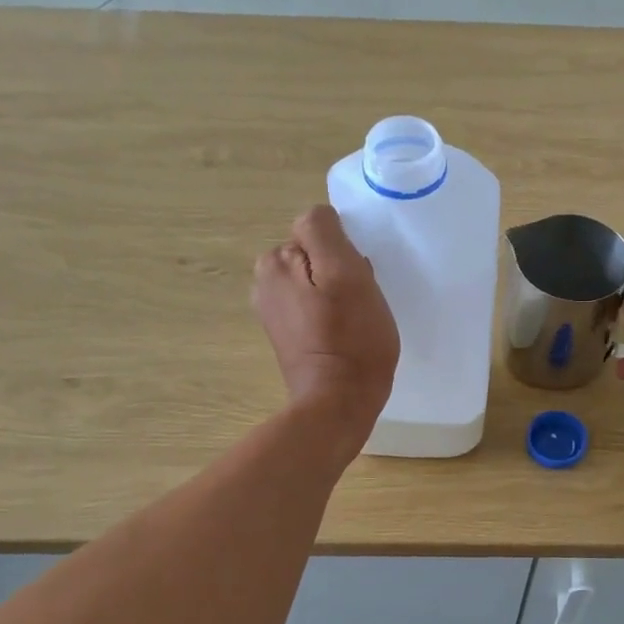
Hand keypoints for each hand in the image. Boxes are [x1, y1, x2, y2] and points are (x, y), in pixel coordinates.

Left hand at [253, 205, 398, 450]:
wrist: (339, 404)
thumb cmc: (351, 339)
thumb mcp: (345, 273)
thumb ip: (325, 232)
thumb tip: (319, 219)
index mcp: (274, 263)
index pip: (319, 231)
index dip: (345, 253)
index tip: (357, 282)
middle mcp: (264, 283)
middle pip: (316, 256)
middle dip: (340, 272)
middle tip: (359, 303)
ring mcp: (274, 312)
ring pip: (318, 281)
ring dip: (339, 294)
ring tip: (354, 321)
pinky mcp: (287, 336)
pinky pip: (315, 307)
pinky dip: (332, 315)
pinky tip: (344, 335)